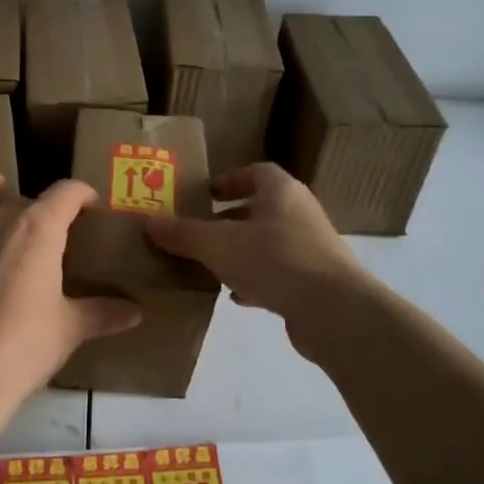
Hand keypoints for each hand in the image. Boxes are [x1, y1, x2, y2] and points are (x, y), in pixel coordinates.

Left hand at [0, 169, 141, 409]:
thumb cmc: (26, 347)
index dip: (81, 194)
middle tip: (43, 232)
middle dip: (33, 207)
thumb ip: (102, 313)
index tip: (89, 206)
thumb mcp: (71, 329)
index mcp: (36, 229)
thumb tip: (136, 313)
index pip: (66, 194)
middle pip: (16, 197)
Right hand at [143, 163, 370, 350]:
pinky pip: (278, 274)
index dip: (229, 180)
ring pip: (268, 243)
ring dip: (240, 252)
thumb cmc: (275, 260)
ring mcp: (311, 249)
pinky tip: (235, 297)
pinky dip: (255, 280)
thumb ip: (183, 233)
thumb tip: (149, 221)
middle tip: (197, 233)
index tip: (205, 195)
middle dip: (228, 220)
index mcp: (281, 192)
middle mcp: (300, 213)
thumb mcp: (218, 244)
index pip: (256, 172)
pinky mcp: (315, 282)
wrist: (333, 310)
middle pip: (260, 209)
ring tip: (208, 265)